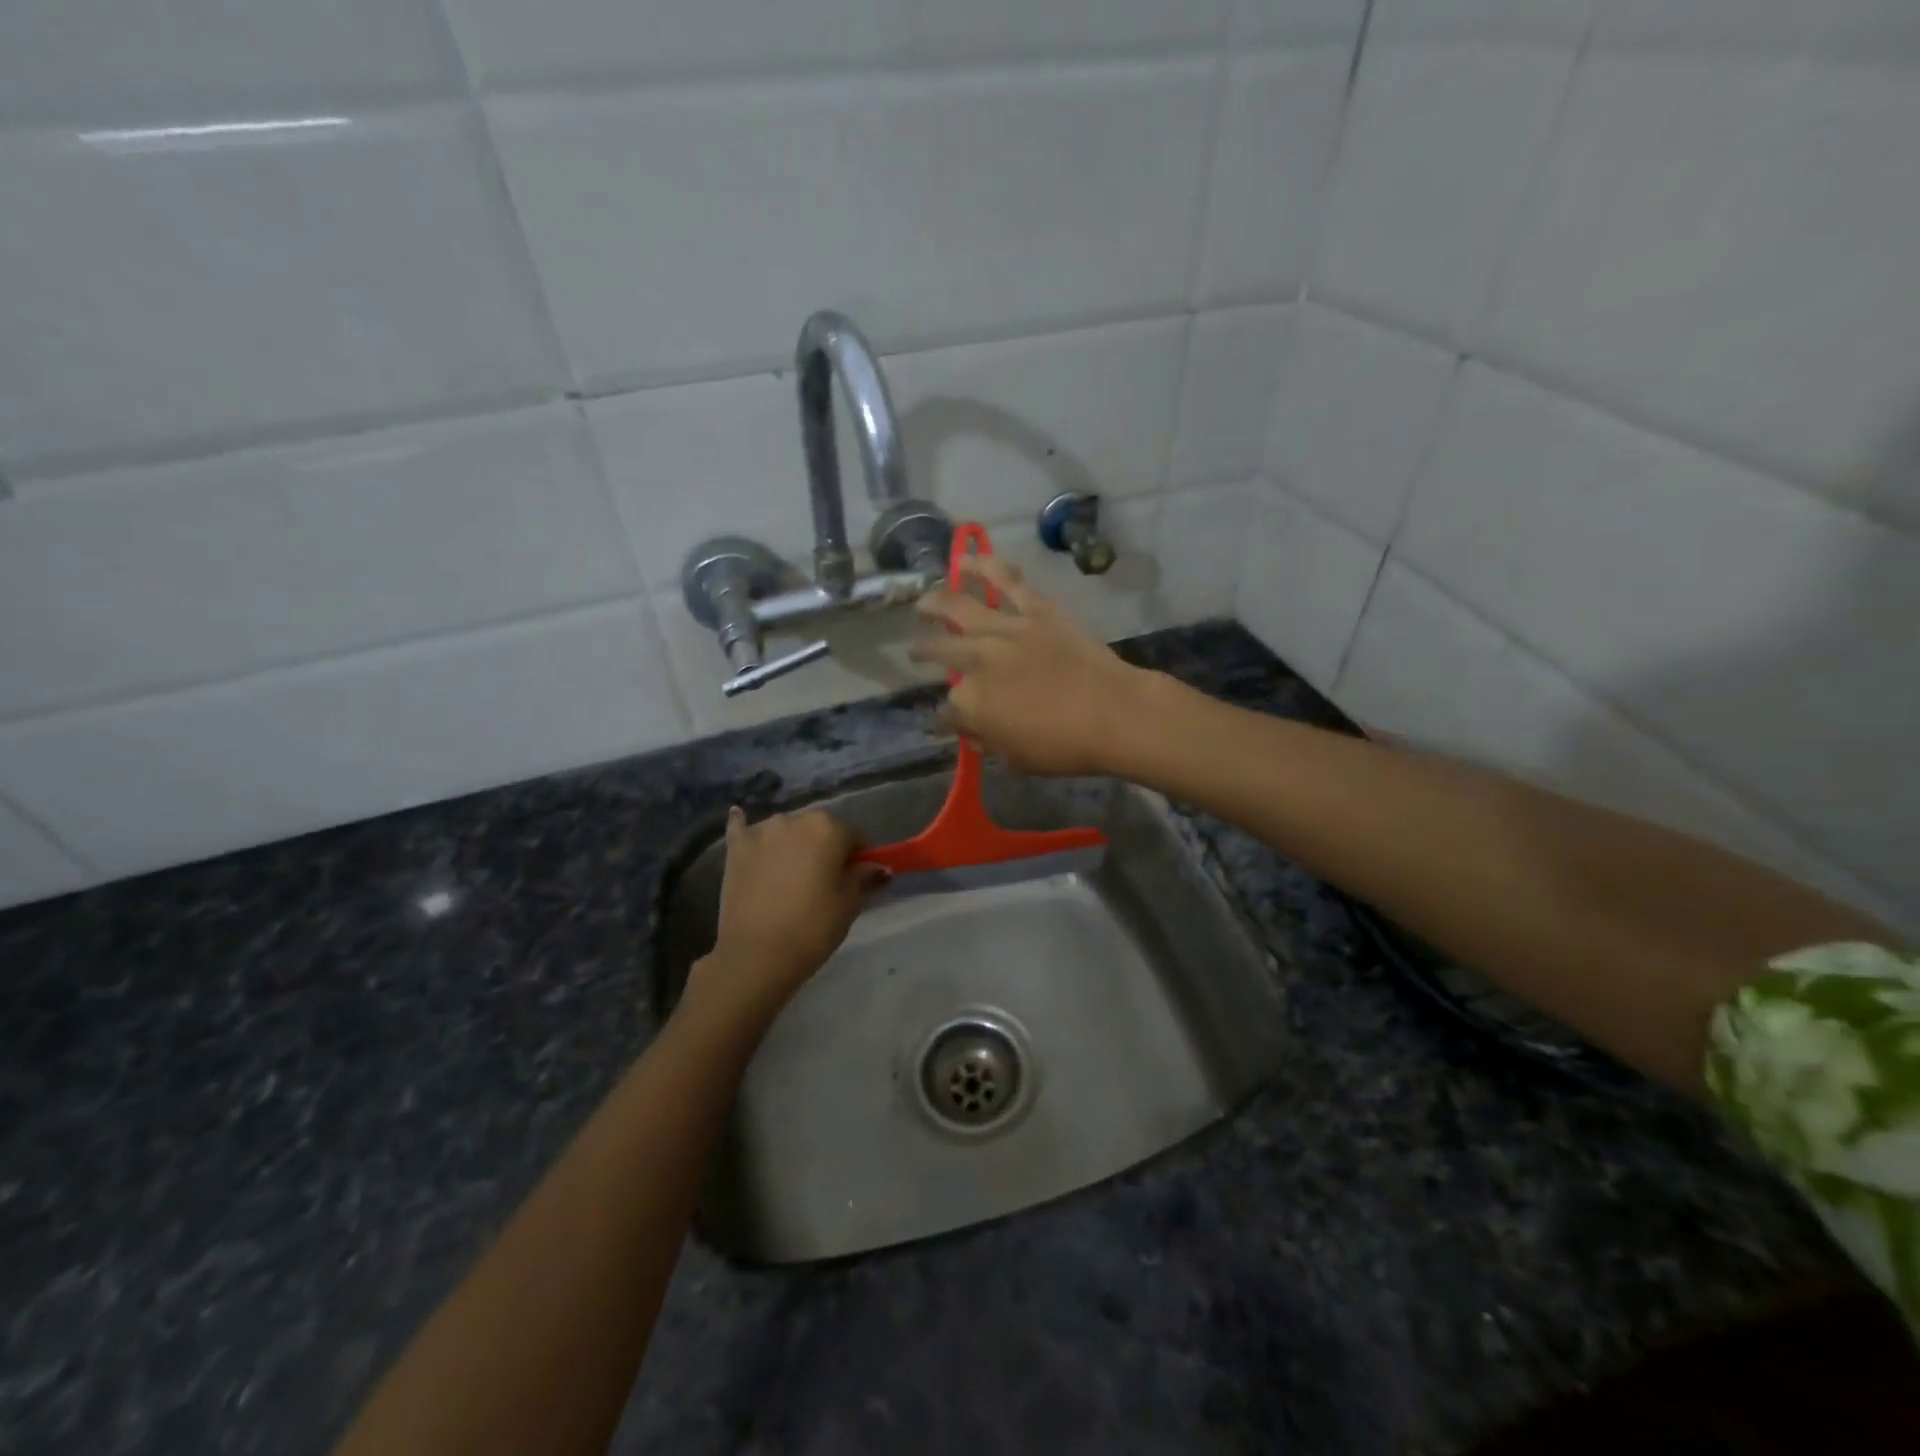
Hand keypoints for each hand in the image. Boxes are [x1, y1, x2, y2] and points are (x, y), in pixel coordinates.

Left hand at [684, 807, 887, 1025]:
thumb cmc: (812, 928)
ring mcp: (761, 831)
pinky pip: (742, 828)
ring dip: (792, 845)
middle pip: (819, 829)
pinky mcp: (735, 848)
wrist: (756, 955)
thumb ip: (864, 878)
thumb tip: (878, 867)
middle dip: (825, 849)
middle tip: (823, 883)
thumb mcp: (849, 904)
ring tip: (789, 876)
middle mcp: (794, 819)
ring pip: (786, 831)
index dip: (858, 858)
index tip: (855, 880)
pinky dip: (745, 826)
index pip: (854, 836)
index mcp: (828, 828)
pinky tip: (741, 819)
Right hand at [910, 558, 1157, 776]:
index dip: (948, 715)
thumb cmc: (1064, 746)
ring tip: (923, 602)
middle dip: (924, 652)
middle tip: (916, 651)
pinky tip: (964, 561)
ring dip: (935, 602)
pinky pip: (1006, 581)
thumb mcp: (1016, 757)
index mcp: (970, 702)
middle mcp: (977, 659)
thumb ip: (987, 740)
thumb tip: (970, 730)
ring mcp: (1005, 630)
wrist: (1112, 713)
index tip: (950, 719)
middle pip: (941, 650)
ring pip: (958, 607)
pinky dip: (985, 566)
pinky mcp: (1035, 609)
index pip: (948, 707)